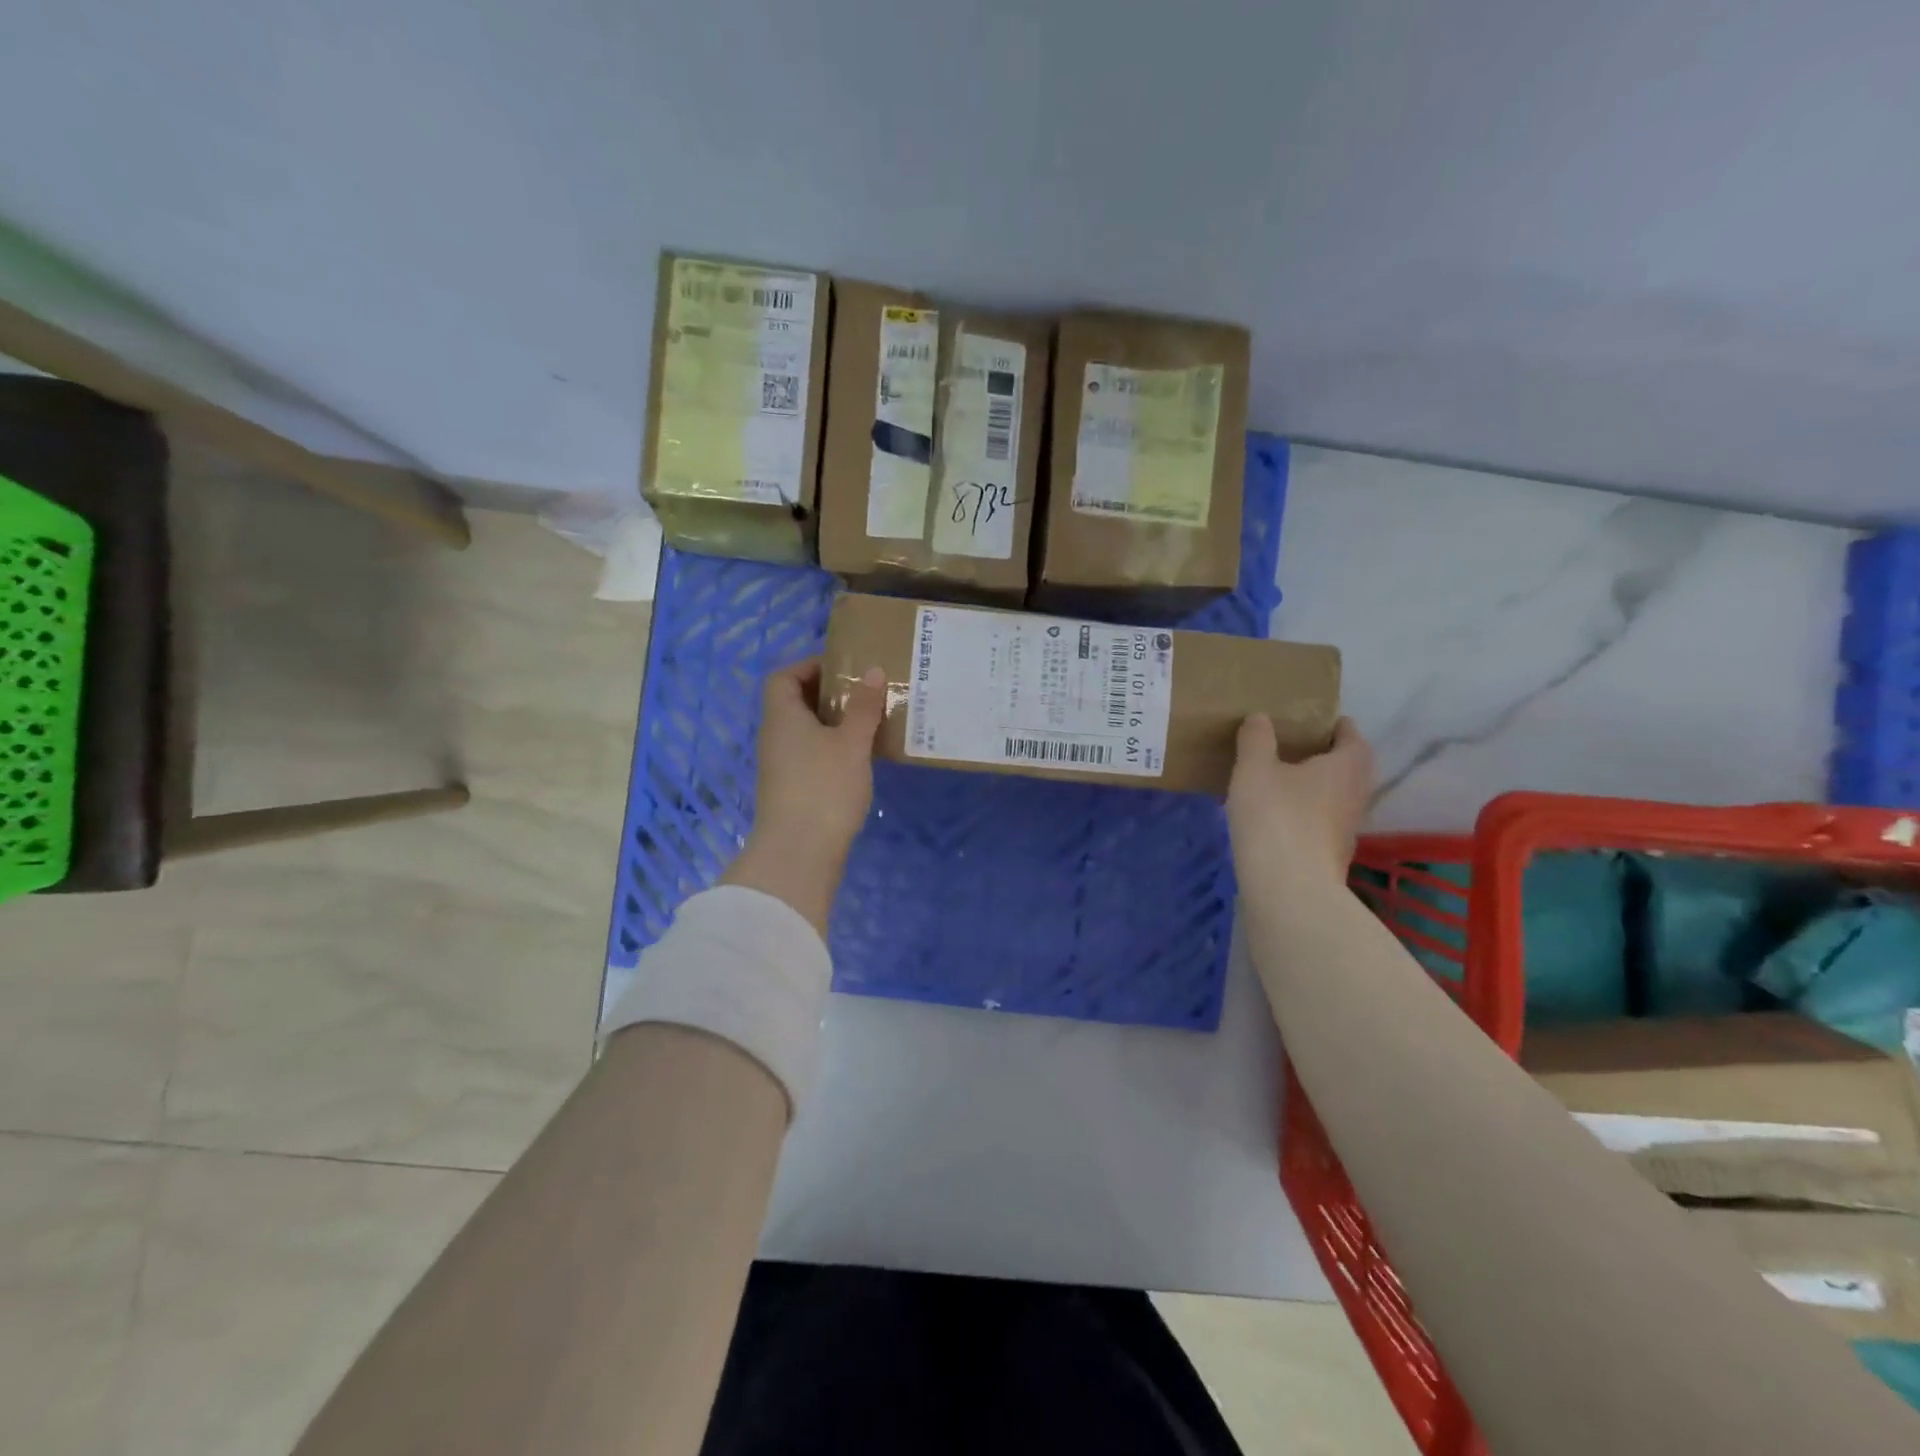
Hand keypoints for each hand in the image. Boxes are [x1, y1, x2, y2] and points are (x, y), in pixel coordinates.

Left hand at [721, 658, 886, 935]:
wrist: (798, 853)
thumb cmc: (824, 788)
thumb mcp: (851, 743)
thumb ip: (863, 707)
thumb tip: (871, 671)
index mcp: (782, 717)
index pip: (783, 677)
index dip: (809, 667)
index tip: (844, 670)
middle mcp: (775, 737)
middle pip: (794, 703)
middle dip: (828, 695)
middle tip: (864, 695)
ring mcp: (781, 767)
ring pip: (805, 732)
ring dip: (833, 724)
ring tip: (869, 723)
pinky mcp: (792, 791)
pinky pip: (810, 756)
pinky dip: (831, 749)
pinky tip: (859, 759)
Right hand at [1226, 714, 1373, 900]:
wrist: (1289, 889)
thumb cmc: (1276, 816)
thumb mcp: (1254, 768)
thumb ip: (1256, 738)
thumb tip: (1260, 718)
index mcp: (1346, 764)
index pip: (1351, 734)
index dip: (1333, 724)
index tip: (1310, 721)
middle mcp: (1356, 793)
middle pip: (1348, 766)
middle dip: (1324, 756)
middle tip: (1291, 748)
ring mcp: (1347, 828)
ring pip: (1335, 796)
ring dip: (1314, 787)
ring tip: (1279, 782)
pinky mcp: (1332, 854)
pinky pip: (1321, 822)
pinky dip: (1305, 813)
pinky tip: (1276, 817)